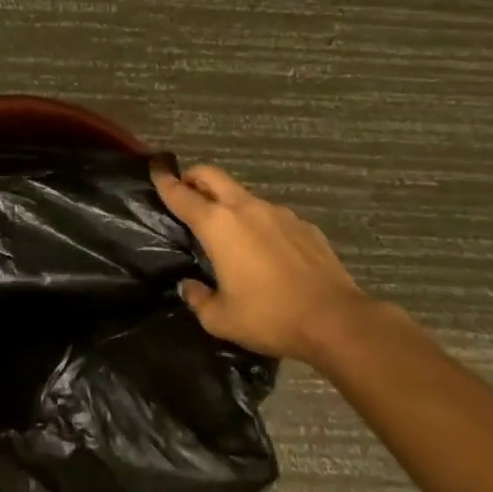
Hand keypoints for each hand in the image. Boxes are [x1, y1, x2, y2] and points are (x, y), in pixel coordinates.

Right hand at [153, 164, 371, 360]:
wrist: (336, 321)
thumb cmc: (269, 317)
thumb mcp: (220, 319)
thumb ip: (197, 298)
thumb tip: (191, 286)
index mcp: (217, 225)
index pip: (181, 194)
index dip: (164, 182)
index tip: (155, 170)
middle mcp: (245, 209)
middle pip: (212, 176)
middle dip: (193, 176)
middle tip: (185, 189)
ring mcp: (278, 213)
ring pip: (243, 195)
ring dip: (228, 203)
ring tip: (228, 230)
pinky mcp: (304, 226)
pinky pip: (272, 215)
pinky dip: (259, 223)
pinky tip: (266, 251)